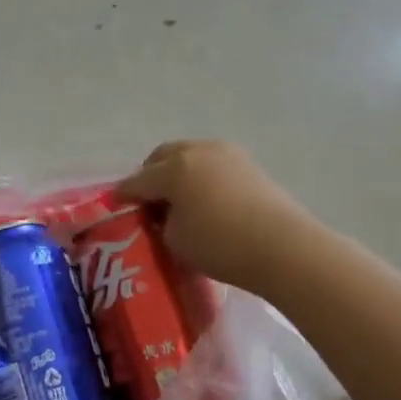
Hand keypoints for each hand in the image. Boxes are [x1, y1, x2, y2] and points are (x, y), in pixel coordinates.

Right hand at [117, 140, 313, 294]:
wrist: (284, 248)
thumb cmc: (221, 245)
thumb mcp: (176, 240)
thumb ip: (162, 222)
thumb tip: (166, 214)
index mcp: (172, 168)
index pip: (137, 181)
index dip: (123, 194)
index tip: (115, 204)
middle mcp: (196, 151)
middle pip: (162, 157)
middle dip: (150, 175)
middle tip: (148, 201)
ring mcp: (226, 153)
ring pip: (189, 155)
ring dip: (178, 172)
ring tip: (178, 199)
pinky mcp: (249, 164)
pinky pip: (213, 164)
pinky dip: (202, 176)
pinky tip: (205, 199)